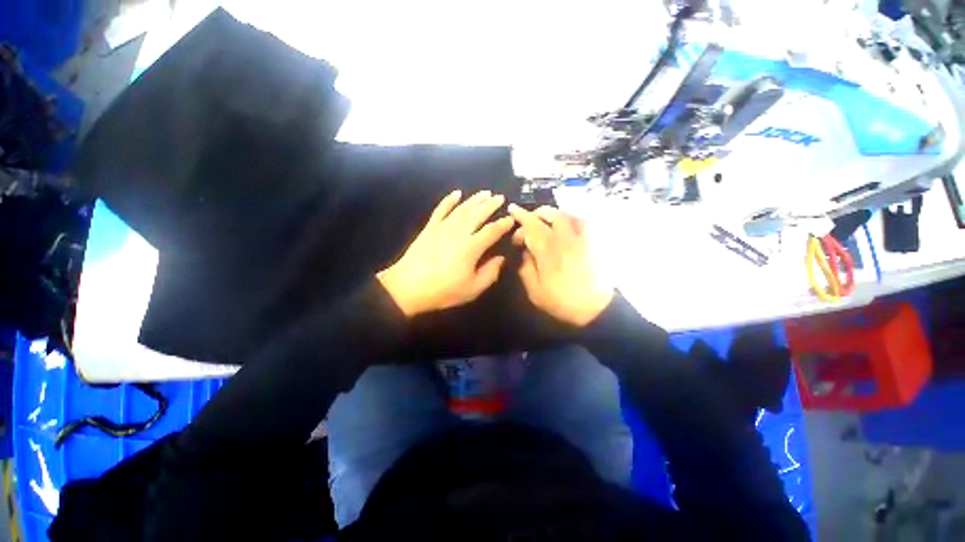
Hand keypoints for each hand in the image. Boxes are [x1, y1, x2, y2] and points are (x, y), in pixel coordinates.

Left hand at [377, 190, 513, 316]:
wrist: (408, 288)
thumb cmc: (443, 291)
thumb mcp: (472, 289)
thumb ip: (490, 273)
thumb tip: (501, 259)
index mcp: (471, 247)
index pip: (492, 231)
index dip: (503, 224)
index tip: (511, 219)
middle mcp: (459, 232)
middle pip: (478, 214)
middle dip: (491, 204)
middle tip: (500, 198)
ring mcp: (443, 228)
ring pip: (462, 209)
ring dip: (475, 199)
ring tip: (485, 192)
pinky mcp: (430, 228)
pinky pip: (441, 210)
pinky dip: (449, 200)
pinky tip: (457, 193)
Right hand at [508, 204, 613, 326]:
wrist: (596, 309)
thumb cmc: (563, 302)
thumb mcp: (535, 292)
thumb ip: (526, 269)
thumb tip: (524, 252)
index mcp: (548, 252)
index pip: (532, 226)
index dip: (521, 216)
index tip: (513, 211)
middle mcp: (565, 240)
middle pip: (550, 215)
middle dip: (535, 213)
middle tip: (528, 220)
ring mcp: (582, 239)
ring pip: (568, 215)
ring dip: (554, 213)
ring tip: (546, 218)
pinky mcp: (594, 243)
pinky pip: (584, 222)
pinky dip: (572, 217)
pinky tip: (568, 223)